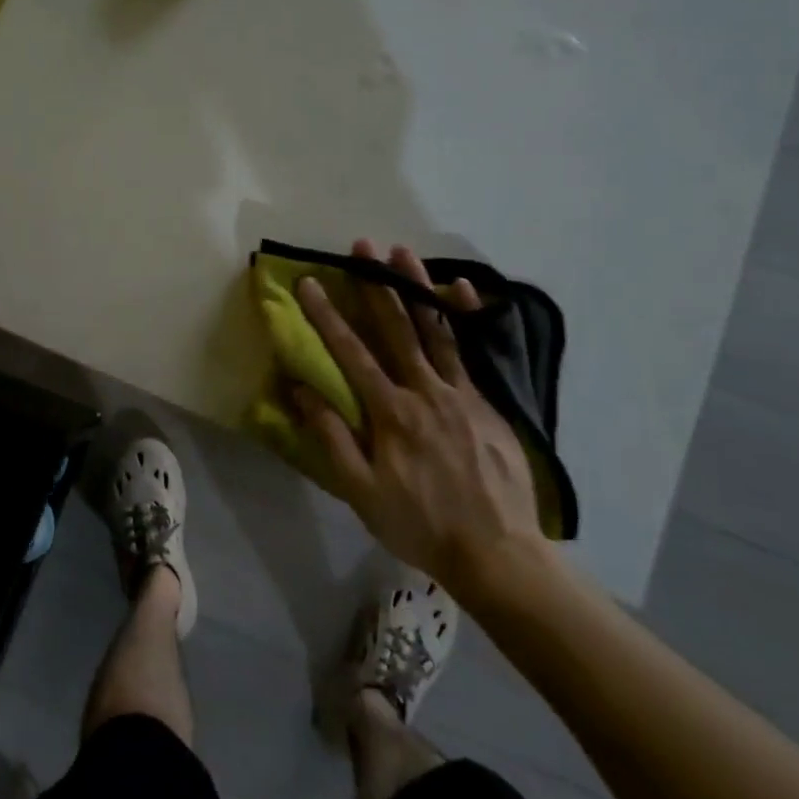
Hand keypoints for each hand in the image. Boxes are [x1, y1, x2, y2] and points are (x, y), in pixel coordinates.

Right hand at [292, 240, 549, 608]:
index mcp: (390, 413)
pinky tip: (461, 289)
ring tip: (403, 253)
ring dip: (416, 288)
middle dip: (374, 284)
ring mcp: (461, 393)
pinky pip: (473, 351)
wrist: (497, 553)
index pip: (350, 353)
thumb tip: (301, 389)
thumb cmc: (419, 524)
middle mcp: (424, 391)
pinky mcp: (488, 402)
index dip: (327, 316)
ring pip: (435, 330)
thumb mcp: (361, 492)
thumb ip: (331, 437)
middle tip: (362, 246)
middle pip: (396, 328)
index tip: (309, 283)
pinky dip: (465, 317)